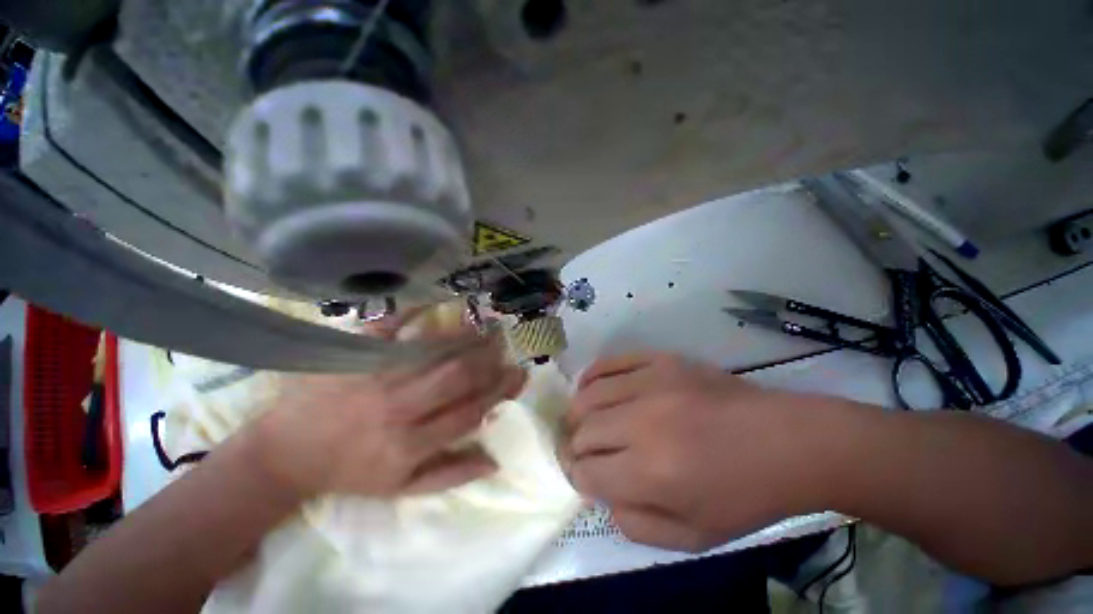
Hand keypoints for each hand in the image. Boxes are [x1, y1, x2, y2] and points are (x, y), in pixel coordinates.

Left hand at [246, 311, 526, 499]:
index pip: (467, 414)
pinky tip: (433, 301)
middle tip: (508, 341)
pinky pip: (385, 328)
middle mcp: (399, 408)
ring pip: (428, 352)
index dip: (497, 393)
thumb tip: (493, 460)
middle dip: (488, 358)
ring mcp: (374, 377)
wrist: (292, 451)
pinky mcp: (351, 355)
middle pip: (454, 378)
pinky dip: (411, 312)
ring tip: (486, 321)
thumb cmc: (348, 473)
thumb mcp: (400, 488)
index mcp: (412, 445)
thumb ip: (448, 475)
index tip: (517, 376)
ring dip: (462, 334)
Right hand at [562, 353, 832, 551]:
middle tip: (595, 462)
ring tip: (592, 430)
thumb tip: (606, 498)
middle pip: (582, 432)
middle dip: (578, 452)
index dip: (582, 482)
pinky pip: (615, 361)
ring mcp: (658, 385)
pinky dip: (595, 377)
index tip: (596, 486)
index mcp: (649, 473)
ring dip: (581, 417)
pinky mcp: (672, 362)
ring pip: (589, 395)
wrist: (796, 447)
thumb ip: (635, 526)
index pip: (584, 472)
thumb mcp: (690, 539)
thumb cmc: (747, 500)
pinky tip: (596, 391)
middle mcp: (644, 423)